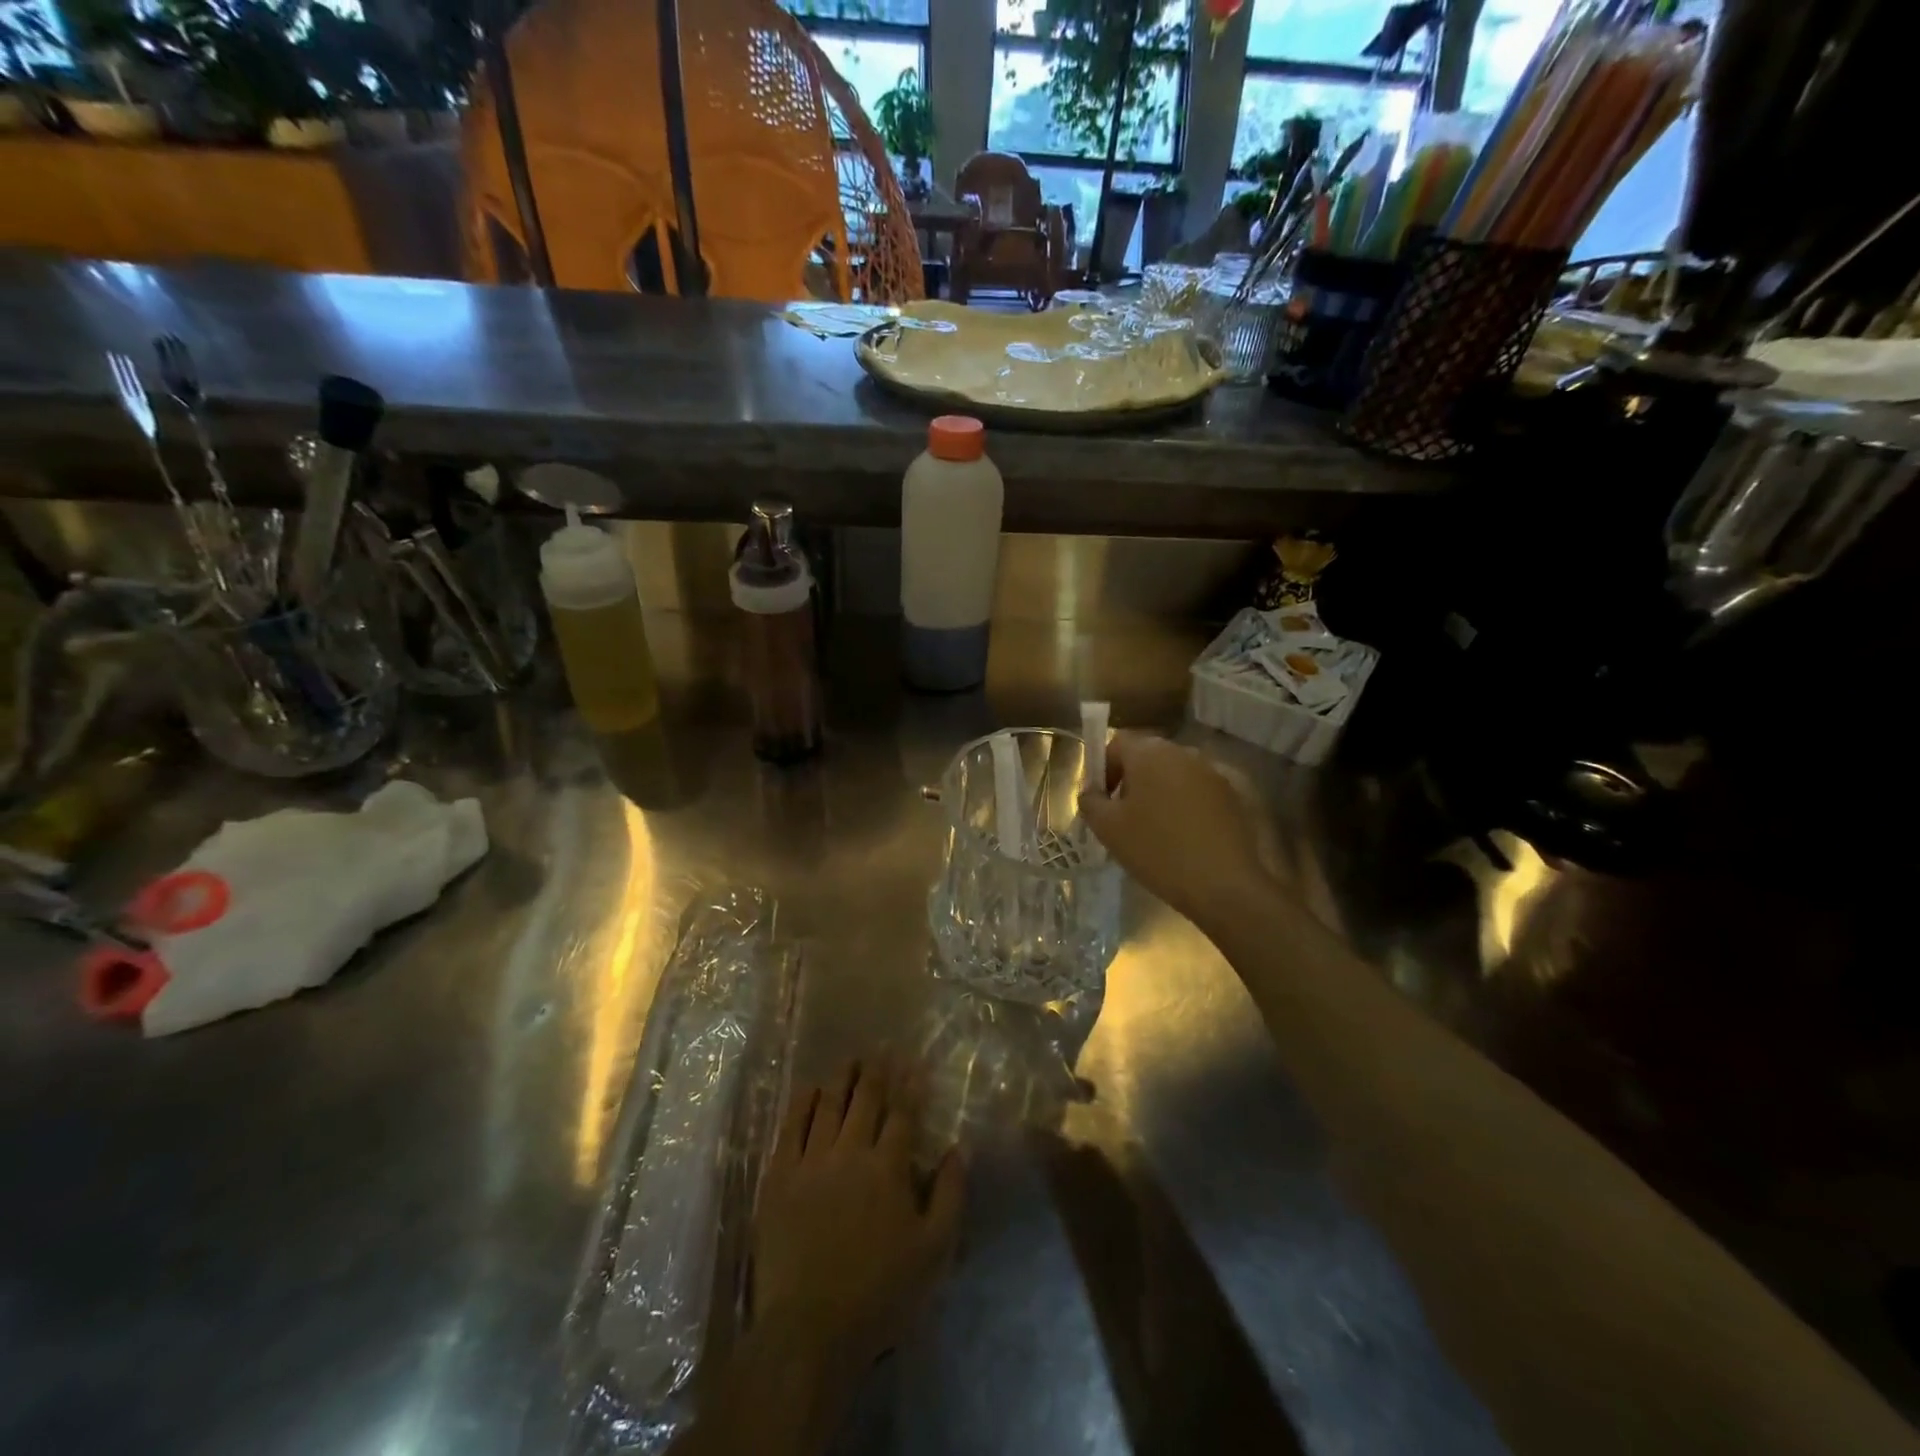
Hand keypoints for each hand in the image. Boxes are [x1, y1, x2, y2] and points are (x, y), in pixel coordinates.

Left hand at [753, 1061, 964, 1377]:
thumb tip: (959, 1147)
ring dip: (841, 1078)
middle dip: (875, 1070)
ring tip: (849, 1058)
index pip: (902, 1113)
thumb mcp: (934, 1251)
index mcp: (888, 1167)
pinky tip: (810, 1089)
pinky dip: (803, 1103)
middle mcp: (851, 1152)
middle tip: (879, 1048)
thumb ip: (951, 1194)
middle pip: (865, 1099)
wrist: (809, 1329)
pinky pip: (791, 1128)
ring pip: (829, 1105)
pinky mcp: (779, 1178)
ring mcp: (811, 1162)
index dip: (909, 1084)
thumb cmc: (880, 1293)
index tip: (913, 1061)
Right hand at [1077, 731, 1270, 929]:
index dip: (1103, 768)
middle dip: (1131, 780)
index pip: (1117, 743)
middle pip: (1147, 756)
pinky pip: (1197, 791)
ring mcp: (1213, 772)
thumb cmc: (1157, 850)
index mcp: (1150, 753)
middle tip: (1123, 817)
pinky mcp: (1233, 795)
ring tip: (1154, 829)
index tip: (1101, 800)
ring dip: (1159, 792)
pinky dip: (1185, 805)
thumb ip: (1090, 802)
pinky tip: (1184, 837)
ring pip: (1174, 774)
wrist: (1224, 884)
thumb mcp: (1108, 829)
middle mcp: (1184, 752)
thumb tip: (1091, 793)